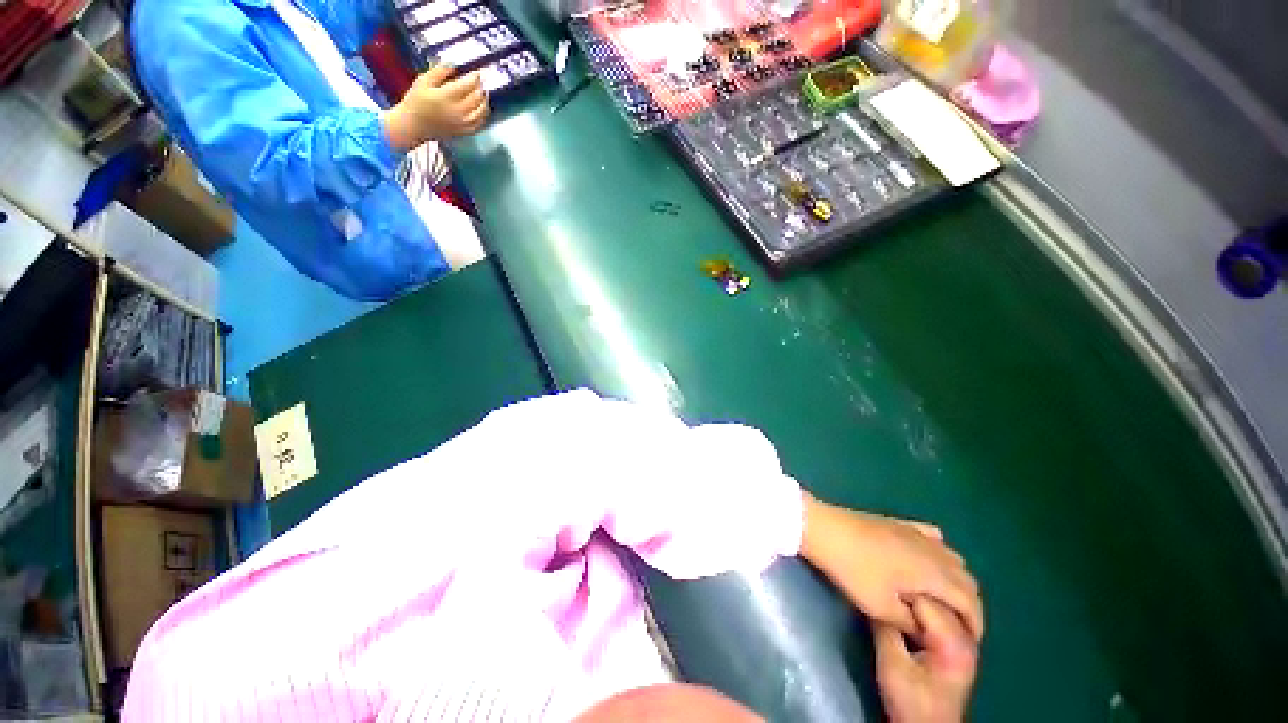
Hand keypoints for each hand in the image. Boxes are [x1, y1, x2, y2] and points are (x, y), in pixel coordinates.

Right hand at [382, 66, 488, 149]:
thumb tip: (453, 64)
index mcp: (446, 97)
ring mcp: (462, 123)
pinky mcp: (463, 131)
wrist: (413, 126)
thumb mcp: (423, 81)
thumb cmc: (415, 102)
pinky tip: (482, 109)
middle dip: (480, 87)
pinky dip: (483, 115)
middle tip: (481, 81)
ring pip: (481, 111)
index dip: (475, 77)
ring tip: (484, 93)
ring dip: (485, 101)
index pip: (467, 85)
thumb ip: (439, 71)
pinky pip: (479, 124)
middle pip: (477, 97)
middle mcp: (457, 111)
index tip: (478, 72)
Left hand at [800, 494, 982, 639]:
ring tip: (942, 598)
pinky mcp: (899, 523)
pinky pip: (933, 537)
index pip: (969, 601)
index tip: (969, 640)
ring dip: (955, 579)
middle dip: (967, 603)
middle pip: (966, 578)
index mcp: (934, 573)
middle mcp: (933, 550)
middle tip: (955, 623)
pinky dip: (940, 553)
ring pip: (952, 558)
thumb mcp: (881, 608)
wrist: (825, 529)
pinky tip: (927, 561)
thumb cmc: (853, 571)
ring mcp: (916, 532)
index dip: (974, 623)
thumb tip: (926, 630)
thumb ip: (911, 623)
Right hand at [874, 597, 978, 722]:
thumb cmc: (910, 700)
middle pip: (935, 597)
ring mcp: (965, 640)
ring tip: (891, 593)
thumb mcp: (891, 665)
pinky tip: (906, 605)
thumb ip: (884, 627)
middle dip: (908, 590)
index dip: (898, 589)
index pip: (924, 598)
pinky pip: (940, 612)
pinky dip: (924, 606)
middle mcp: (967, 635)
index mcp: (953, 640)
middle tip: (882, 587)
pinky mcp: (957, 644)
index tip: (877, 586)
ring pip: (939, 602)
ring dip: (916, 596)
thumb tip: (872, 592)